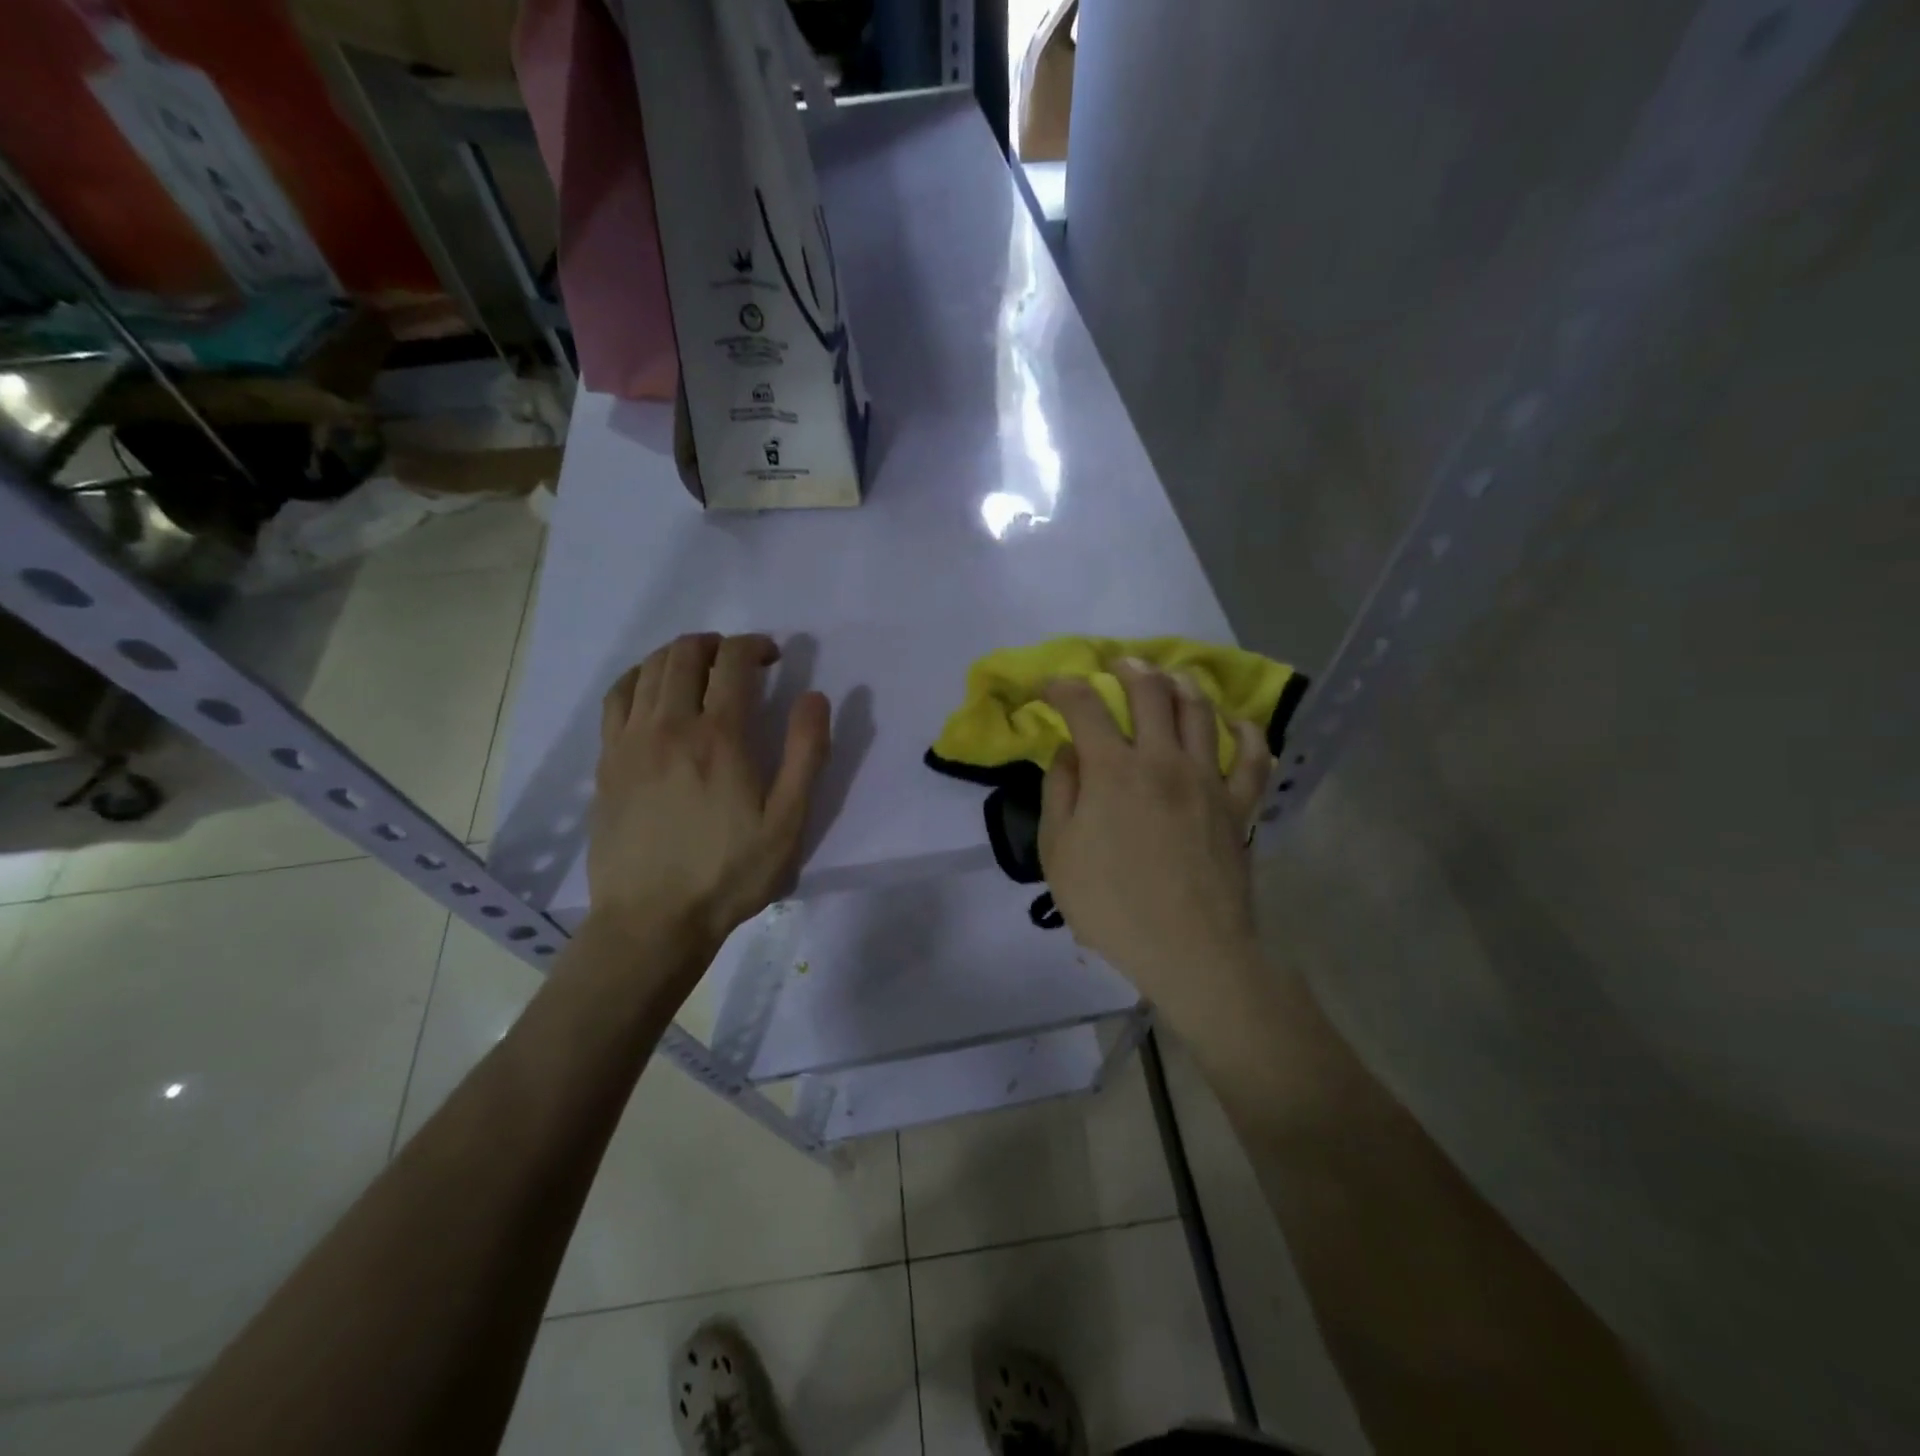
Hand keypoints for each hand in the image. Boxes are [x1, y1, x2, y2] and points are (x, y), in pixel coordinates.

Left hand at [589, 632, 829, 955]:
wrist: (652, 920)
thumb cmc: (729, 874)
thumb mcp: (787, 823)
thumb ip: (805, 754)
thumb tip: (815, 697)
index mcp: (720, 738)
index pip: (734, 662)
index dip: (755, 646)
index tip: (773, 656)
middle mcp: (670, 726)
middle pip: (686, 654)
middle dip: (718, 643)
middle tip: (740, 660)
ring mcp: (631, 741)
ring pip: (649, 668)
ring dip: (679, 654)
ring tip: (701, 667)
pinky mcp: (606, 761)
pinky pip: (617, 697)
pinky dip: (639, 677)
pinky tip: (651, 688)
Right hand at [1038, 660, 1271, 1034]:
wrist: (1190, 949)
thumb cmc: (1112, 905)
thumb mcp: (1059, 853)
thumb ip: (1059, 793)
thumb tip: (1068, 751)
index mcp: (1112, 769)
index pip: (1084, 706)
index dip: (1063, 687)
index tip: (1050, 686)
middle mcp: (1162, 759)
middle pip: (1150, 692)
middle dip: (1128, 668)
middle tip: (1116, 665)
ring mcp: (1207, 778)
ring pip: (1200, 710)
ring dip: (1181, 683)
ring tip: (1168, 677)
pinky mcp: (1239, 804)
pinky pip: (1252, 757)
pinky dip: (1246, 731)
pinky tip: (1236, 721)